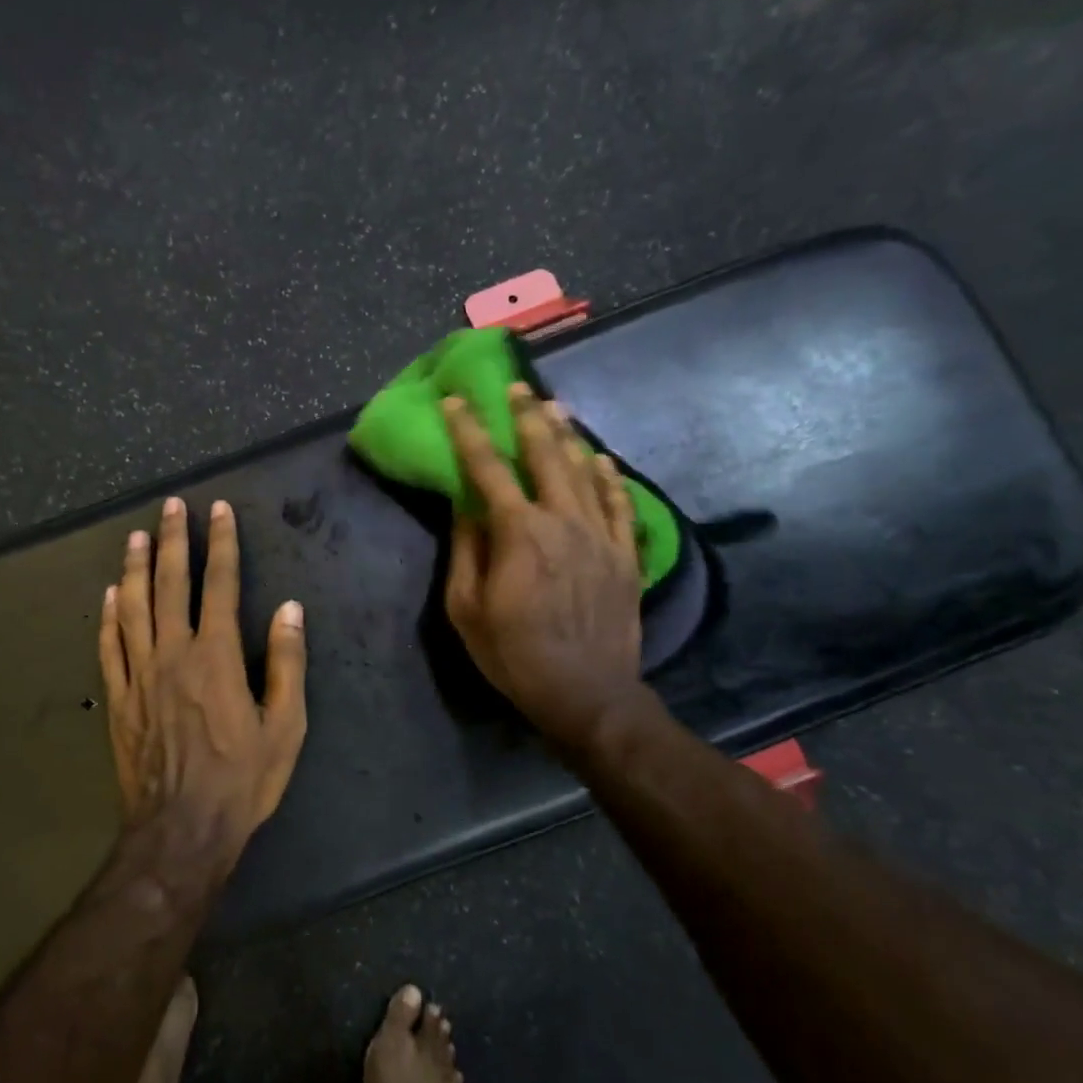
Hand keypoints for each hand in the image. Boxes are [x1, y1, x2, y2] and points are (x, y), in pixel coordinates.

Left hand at [99, 496, 308, 852]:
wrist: (182, 829)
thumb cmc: (242, 779)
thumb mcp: (285, 725)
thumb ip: (286, 662)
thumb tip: (289, 609)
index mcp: (216, 656)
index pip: (220, 585)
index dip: (221, 544)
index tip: (218, 511)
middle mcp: (173, 654)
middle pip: (170, 584)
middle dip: (173, 540)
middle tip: (170, 505)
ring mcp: (139, 675)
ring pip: (133, 608)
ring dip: (134, 568)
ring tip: (135, 537)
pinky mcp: (118, 700)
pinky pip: (108, 648)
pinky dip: (107, 617)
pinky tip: (108, 595)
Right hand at [442, 385, 653, 756]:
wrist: (587, 693)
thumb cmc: (514, 655)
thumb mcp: (467, 610)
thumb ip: (466, 552)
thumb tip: (466, 508)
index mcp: (519, 533)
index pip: (487, 469)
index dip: (469, 432)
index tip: (457, 401)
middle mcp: (563, 521)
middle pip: (545, 456)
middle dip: (528, 418)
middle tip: (518, 388)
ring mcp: (601, 536)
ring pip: (585, 471)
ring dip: (568, 436)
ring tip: (556, 408)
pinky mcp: (625, 555)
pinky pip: (620, 504)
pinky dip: (610, 477)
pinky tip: (602, 458)